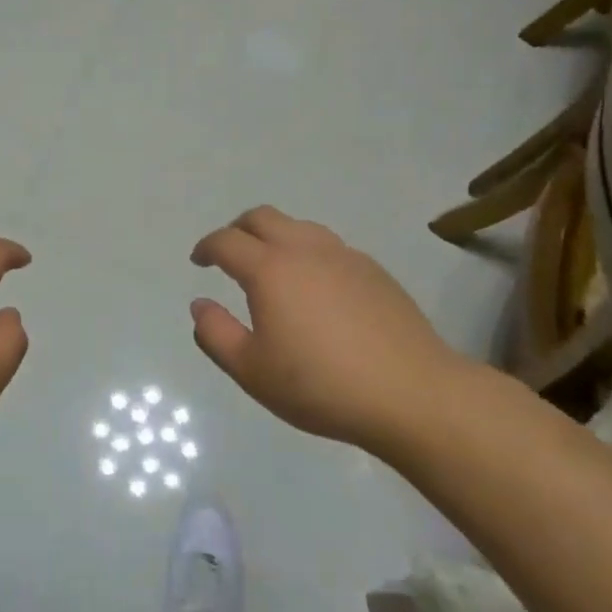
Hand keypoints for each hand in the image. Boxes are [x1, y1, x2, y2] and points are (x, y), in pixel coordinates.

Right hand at [189, 205, 472, 453]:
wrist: (412, 393)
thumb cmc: (321, 385)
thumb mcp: (251, 370)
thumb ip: (216, 334)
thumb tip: (200, 304)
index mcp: (270, 269)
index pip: (226, 241)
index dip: (206, 247)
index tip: (198, 262)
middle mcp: (305, 250)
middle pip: (262, 217)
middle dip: (237, 229)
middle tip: (228, 253)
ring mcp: (344, 256)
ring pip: (299, 226)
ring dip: (274, 236)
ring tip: (270, 265)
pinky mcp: (374, 271)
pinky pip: (328, 246)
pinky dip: (307, 252)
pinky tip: (314, 286)